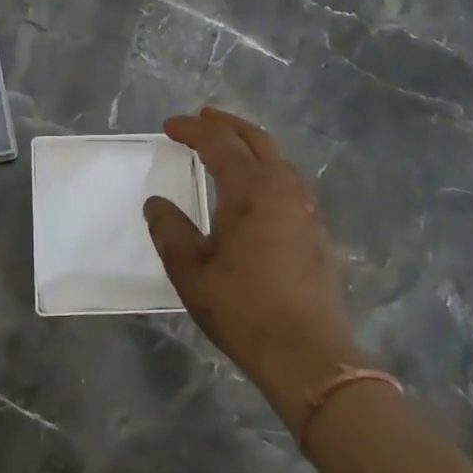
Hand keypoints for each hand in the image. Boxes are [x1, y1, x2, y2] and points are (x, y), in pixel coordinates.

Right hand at [144, 107, 368, 434]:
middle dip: (226, 124)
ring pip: (277, 158)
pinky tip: (256, 186)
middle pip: (255, 140)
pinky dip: (266, 167)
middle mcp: (283, 188)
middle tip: (202, 118)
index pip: (219, 143)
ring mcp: (305, 208)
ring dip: (249, 144)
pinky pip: (288, 180)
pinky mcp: (315, 230)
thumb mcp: (191, 271)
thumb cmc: (243, 309)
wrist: (308, 354)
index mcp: (251, 190)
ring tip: (227, 145)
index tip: (169, 126)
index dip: (193, 129)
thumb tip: (157, 203)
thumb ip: (170, 230)